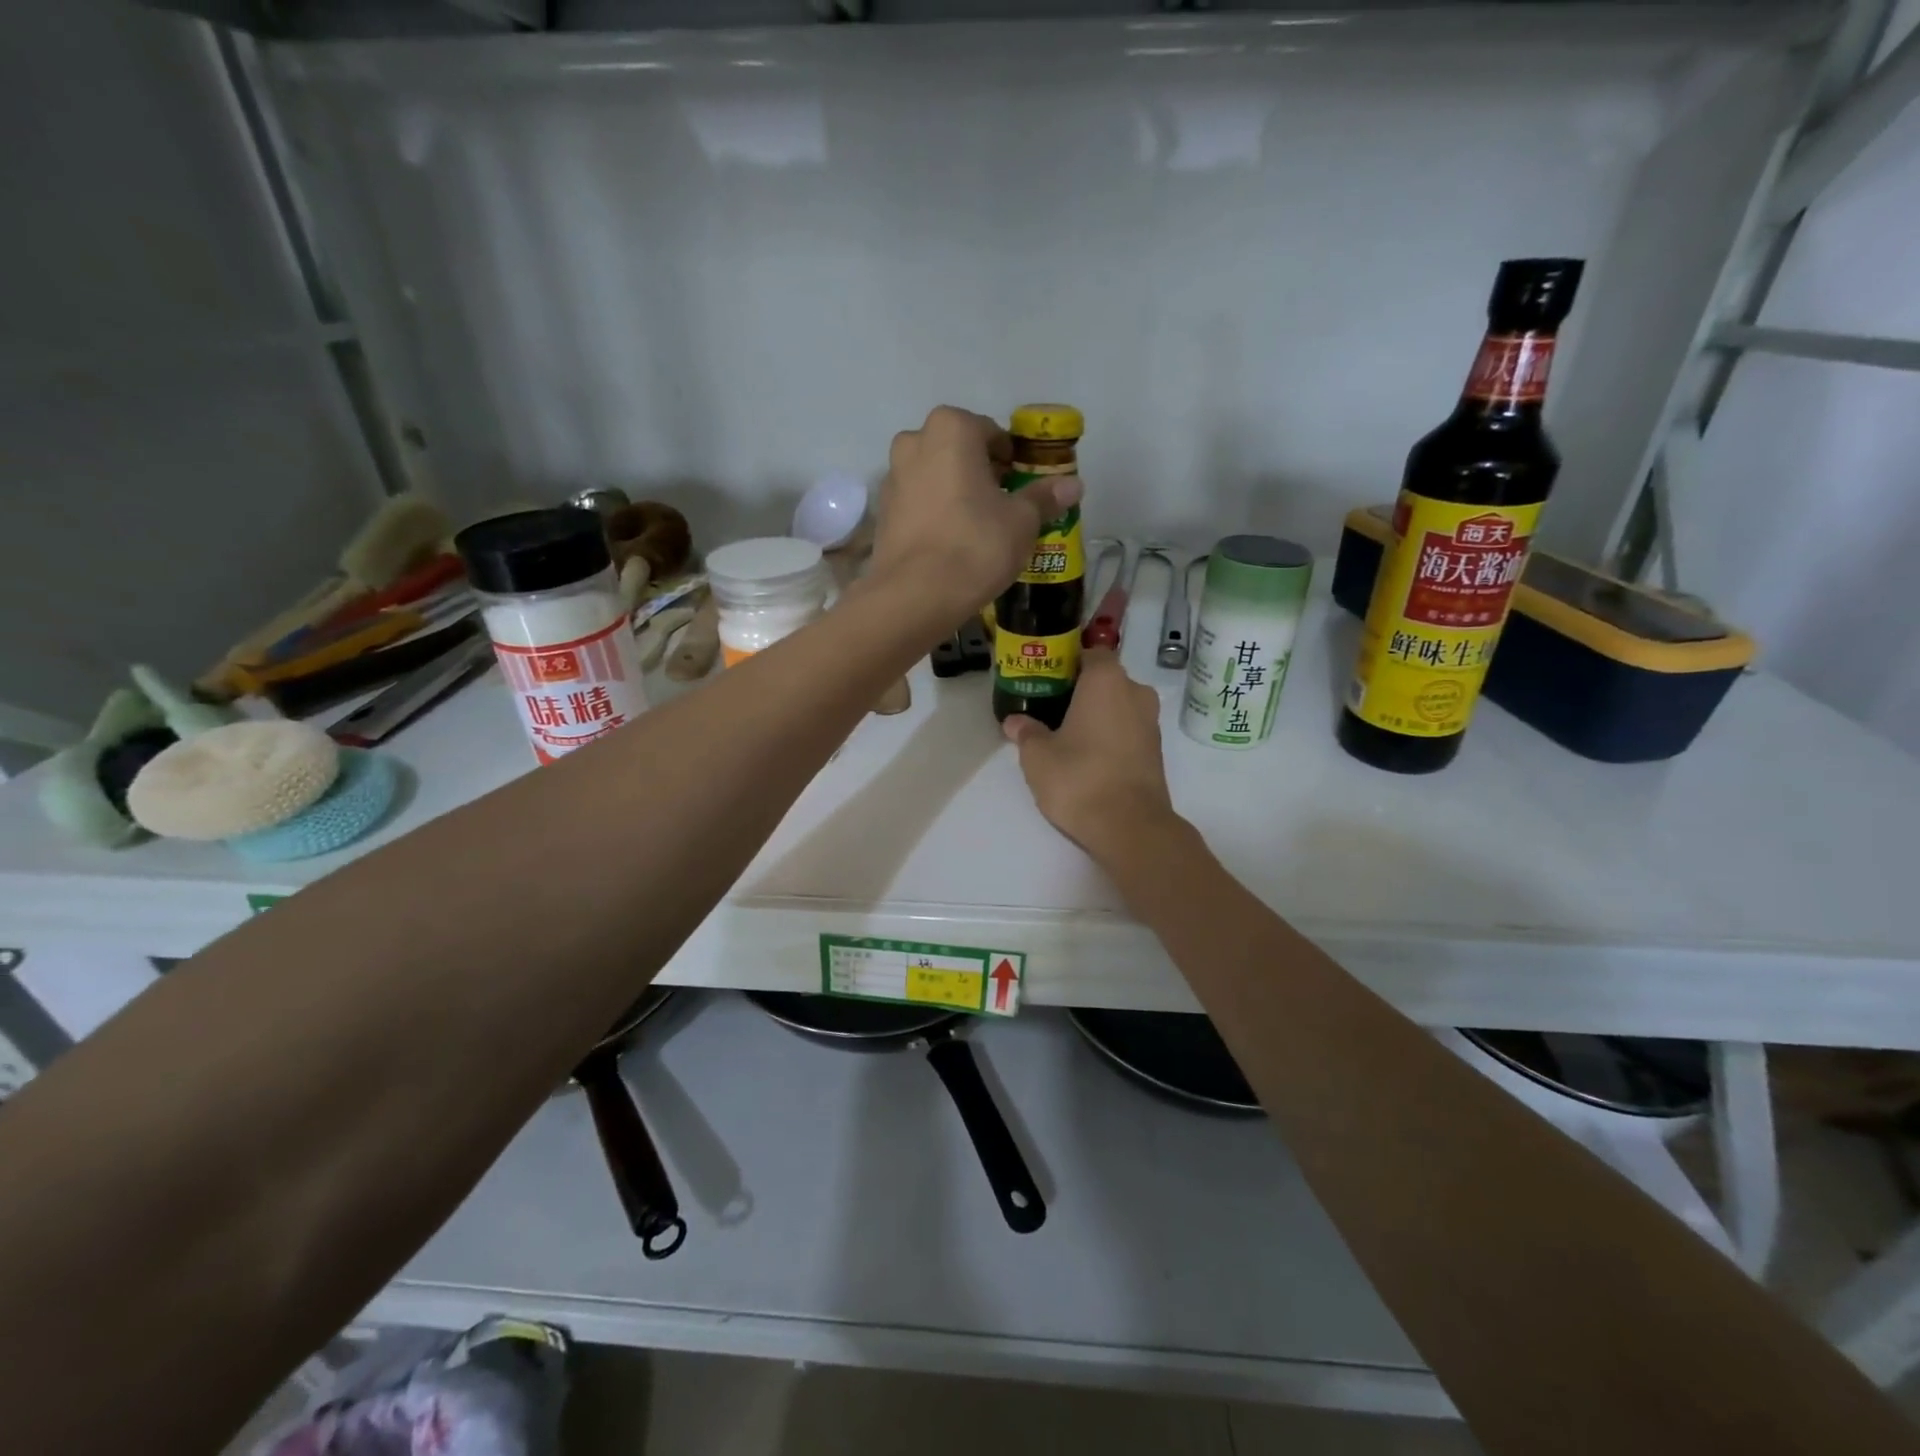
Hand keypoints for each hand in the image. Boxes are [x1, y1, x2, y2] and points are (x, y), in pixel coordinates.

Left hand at [869, 406, 1082, 618]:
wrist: (915, 596)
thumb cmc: (975, 545)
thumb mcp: (1022, 521)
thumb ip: (1044, 497)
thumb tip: (1073, 485)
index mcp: (951, 428)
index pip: (992, 433)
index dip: (1012, 460)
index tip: (1024, 486)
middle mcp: (914, 442)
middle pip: (959, 452)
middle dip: (982, 473)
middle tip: (1005, 507)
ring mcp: (892, 478)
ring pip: (936, 477)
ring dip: (957, 493)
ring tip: (979, 528)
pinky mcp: (882, 513)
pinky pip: (919, 504)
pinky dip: (936, 514)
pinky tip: (952, 543)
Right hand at [1002, 649, 1180, 860]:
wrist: (1130, 826)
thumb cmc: (1079, 778)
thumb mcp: (1037, 756)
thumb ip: (1026, 732)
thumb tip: (1015, 722)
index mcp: (1106, 680)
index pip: (1090, 653)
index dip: (1067, 663)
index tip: (1046, 680)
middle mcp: (1135, 692)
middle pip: (1105, 680)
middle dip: (1080, 691)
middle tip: (1050, 709)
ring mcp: (1151, 723)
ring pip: (1118, 707)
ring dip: (1096, 715)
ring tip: (1065, 735)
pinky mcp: (1156, 751)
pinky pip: (1128, 730)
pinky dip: (1110, 736)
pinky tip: (1087, 756)